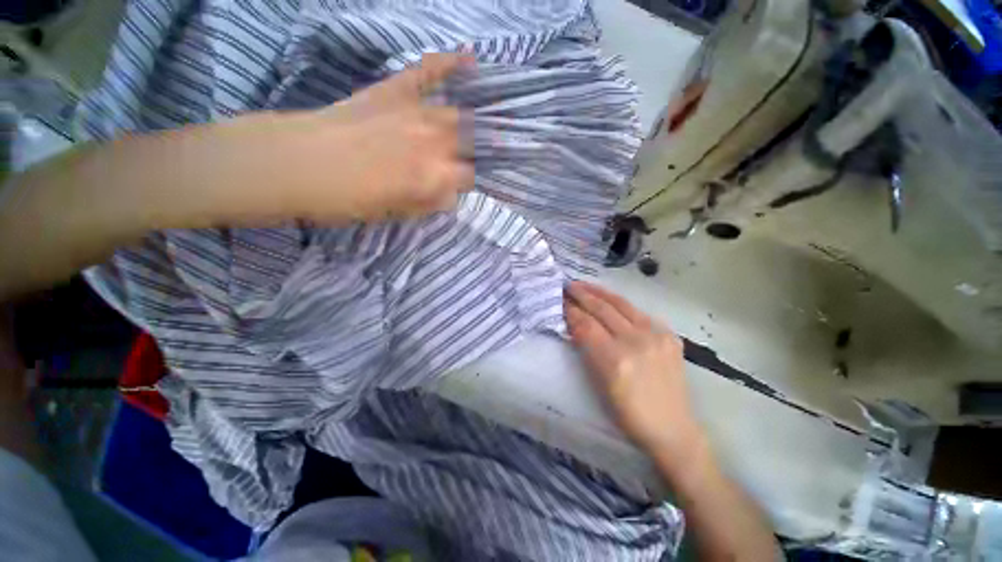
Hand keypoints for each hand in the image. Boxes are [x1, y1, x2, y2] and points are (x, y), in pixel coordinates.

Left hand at [257, 53, 475, 221]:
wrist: (297, 163)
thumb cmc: (346, 199)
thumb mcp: (394, 214)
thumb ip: (429, 203)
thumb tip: (450, 193)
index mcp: (434, 176)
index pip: (471, 177)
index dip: (471, 181)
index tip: (468, 183)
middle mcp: (435, 142)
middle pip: (472, 144)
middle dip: (481, 151)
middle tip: (485, 154)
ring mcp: (417, 110)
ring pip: (461, 113)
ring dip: (476, 119)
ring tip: (492, 119)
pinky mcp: (396, 88)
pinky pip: (429, 70)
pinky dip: (450, 63)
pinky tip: (471, 60)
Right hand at [565, 281, 705, 458]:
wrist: (673, 428)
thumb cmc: (628, 414)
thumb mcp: (599, 384)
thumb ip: (587, 349)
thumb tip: (574, 324)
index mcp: (615, 360)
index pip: (586, 325)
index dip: (571, 311)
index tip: (560, 300)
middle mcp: (636, 342)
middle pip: (602, 309)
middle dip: (582, 295)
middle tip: (568, 285)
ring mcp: (656, 336)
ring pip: (621, 304)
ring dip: (599, 292)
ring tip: (584, 285)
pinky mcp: (669, 335)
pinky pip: (638, 312)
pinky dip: (619, 303)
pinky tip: (609, 299)